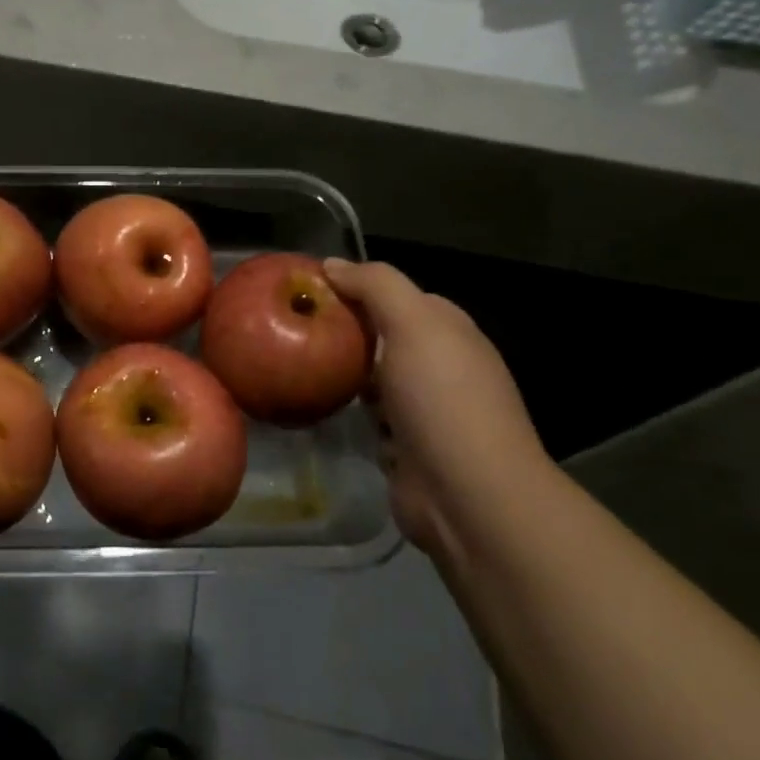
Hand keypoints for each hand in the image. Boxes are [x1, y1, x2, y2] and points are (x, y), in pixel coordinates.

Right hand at [323, 259, 551, 560]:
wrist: (467, 495)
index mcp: (449, 331)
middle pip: (383, 336)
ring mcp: (425, 409)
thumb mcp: (413, 324)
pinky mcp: (406, 446)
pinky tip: (317, 406)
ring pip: (372, 378)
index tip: (309, 291)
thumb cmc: (442, 398)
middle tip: (292, 328)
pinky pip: (369, 418)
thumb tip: (332, 264)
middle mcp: (441, 366)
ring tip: (295, 363)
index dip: (357, 287)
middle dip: (344, 332)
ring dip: (343, 375)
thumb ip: (376, 286)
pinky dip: (348, 413)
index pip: (398, 295)